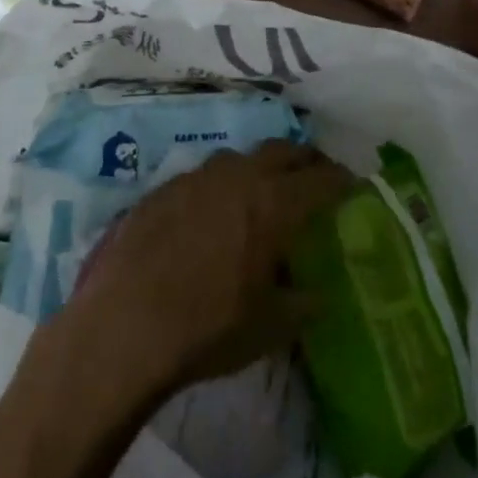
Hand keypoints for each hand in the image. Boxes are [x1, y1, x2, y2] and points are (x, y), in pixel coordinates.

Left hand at [42, 142, 353, 409]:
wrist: (125, 322)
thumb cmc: (209, 327)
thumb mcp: (270, 326)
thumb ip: (302, 303)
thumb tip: (317, 293)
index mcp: (273, 203)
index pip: (320, 178)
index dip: (341, 180)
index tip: (352, 184)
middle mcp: (238, 176)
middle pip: (282, 150)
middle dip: (304, 160)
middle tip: (314, 177)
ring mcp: (196, 176)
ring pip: (240, 157)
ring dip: (259, 168)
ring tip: (263, 191)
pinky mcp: (163, 187)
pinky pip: (204, 175)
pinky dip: (221, 185)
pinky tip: (214, 212)